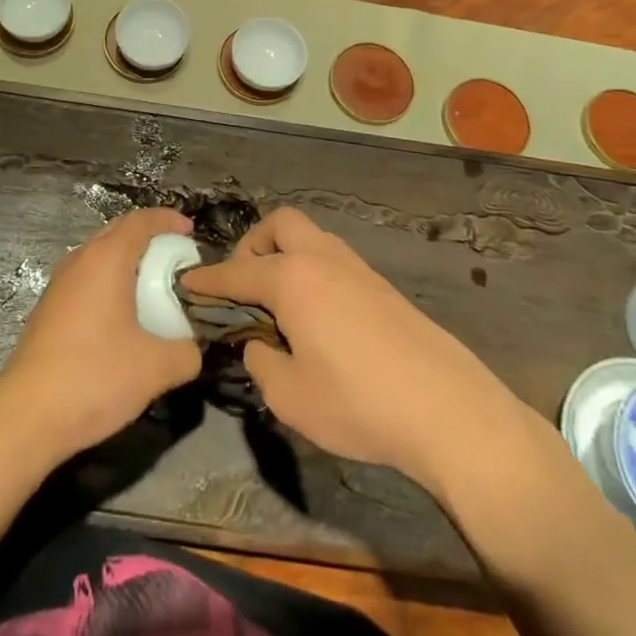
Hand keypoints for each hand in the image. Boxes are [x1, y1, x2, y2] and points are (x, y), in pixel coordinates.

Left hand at [0, 208, 202, 464]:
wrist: (26, 416)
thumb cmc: (94, 377)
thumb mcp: (156, 368)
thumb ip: (186, 352)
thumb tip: (193, 349)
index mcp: (106, 259)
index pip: (140, 221)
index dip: (167, 220)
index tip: (190, 232)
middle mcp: (79, 261)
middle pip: (117, 232)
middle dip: (148, 238)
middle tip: (176, 258)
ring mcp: (59, 284)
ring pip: (98, 256)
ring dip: (127, 261)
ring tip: (153, 286)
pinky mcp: (48, 309)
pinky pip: (86, 279)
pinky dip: (109, 282)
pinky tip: (122, 316)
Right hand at [178, 207, 517, 491]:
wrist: (449, 410)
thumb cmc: (359, 402)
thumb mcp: (290, 396)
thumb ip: (261, 362)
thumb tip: (258, 343)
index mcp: (292, 279)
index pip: (237, 272)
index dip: (207, 279)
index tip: (186, 282)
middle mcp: (323, 260)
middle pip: (280, 224)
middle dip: (253, 244)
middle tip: (245, 284)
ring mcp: (358, 269)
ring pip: (312, 237)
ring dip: (286, 254)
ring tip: (279, 301)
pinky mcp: (383, 288)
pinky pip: (334, 260)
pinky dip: (313, 271)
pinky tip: (317, 315)